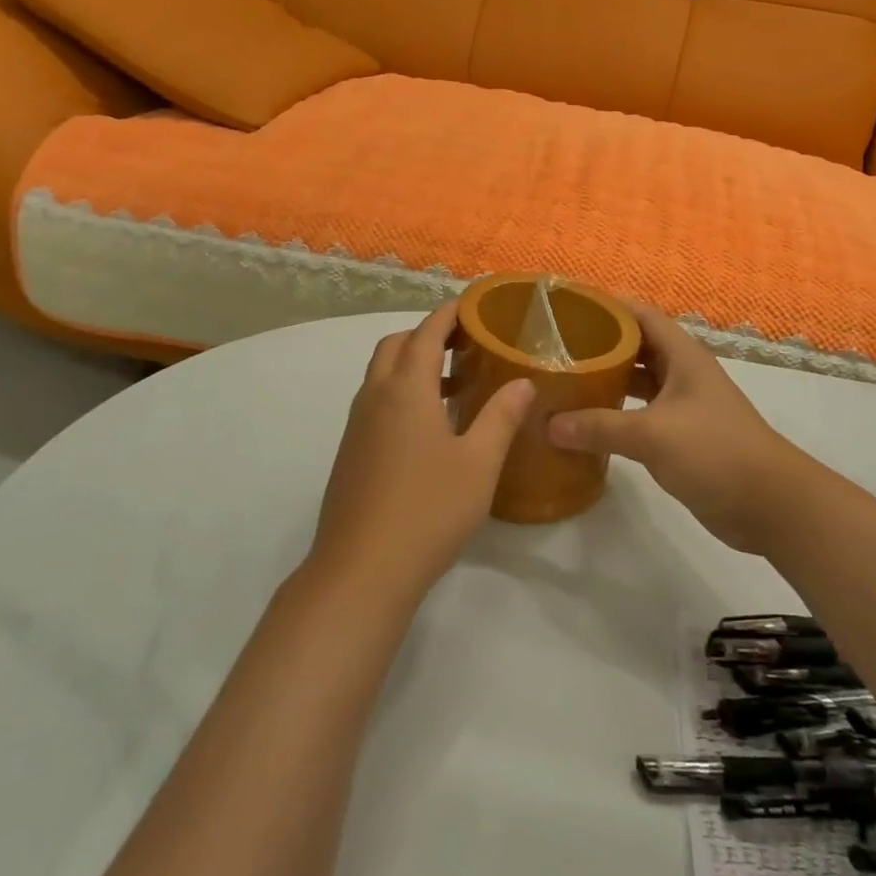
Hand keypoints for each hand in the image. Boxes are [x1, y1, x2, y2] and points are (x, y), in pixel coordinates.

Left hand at [308, 303, 535, 598]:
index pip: (427, 332)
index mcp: (406, 389)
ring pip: (382, 374)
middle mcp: (375, 396)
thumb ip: (501, 416)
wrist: (361, 570)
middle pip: (397, 345)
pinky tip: (430, 427)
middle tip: (467, 343)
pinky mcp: (351, 452)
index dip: (450, 314)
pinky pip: (377, 402)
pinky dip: (402, 393)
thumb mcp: (479, 463)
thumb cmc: (428, 509)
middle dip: (428, 335)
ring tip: (457, 383)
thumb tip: (523, 382)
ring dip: (413, 365)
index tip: (474, 305)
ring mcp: (358, 425)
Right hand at [547, 304, 811, 553]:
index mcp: (682, 356)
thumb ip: (600, 427)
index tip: (568, 305)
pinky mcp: (680, 436)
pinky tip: (585, 422)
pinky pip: (640, 414)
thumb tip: (549, 424)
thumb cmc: (714, 451)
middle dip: (599, 343)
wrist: (769, 504)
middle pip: (636, 347)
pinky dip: (614, 414)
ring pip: (637, 382)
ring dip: (606, 380)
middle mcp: (682, 374)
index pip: (641, 315)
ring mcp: (682, 406)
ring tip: (563, 379)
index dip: (608, 305)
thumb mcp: (653, 434)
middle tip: (555, 346)